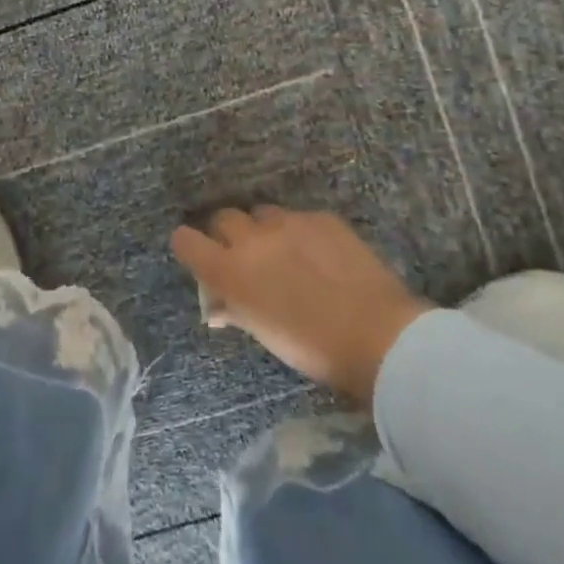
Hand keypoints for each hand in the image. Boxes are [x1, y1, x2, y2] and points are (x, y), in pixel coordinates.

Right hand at [170, 208, 431, 405]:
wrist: (378, 336)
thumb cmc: (312, 349)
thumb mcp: (263, 334)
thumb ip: (235, 310)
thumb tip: (218, 306)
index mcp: (229, 271)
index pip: (186, 240)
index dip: (189, 246)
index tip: (200, 255)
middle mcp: (252, 239)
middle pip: (223, 218)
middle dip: (229, 235)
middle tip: (247, 258)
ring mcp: (288, 222)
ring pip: (262, 214)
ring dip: (265, 231)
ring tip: (286, 254)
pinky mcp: (321, 217)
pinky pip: (300, 218)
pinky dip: (302, 233)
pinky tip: (321, 256)